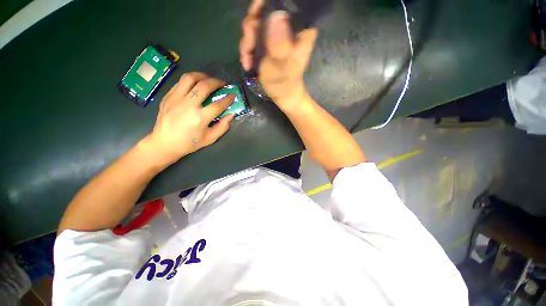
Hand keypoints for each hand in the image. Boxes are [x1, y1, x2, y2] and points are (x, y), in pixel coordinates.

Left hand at [145, 73, 234, 166]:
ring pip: (190, 78)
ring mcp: (176, 99)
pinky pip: (180, 83)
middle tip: (222, 83)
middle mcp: (188, 105)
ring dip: (202, 75)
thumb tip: (231, 114)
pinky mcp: (168, 97)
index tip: (233, 95)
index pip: (218, 104)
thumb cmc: (189, 143)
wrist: (164, 143)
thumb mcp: (210, 139)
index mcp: (200, 118)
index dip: (228, 99)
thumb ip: (223, 126)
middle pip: (204, 86)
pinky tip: (195, 85)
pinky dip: (191, 81)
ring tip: (208, 78)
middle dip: (217, 82)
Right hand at [240, 0, 317, 110]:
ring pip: (256, 23)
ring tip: (247, 59)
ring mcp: (277, 35)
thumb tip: (277, 15)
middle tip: (249, 44)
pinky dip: (247, 49)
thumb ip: (281, 46)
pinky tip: (247, 62)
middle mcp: (289, 28)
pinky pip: (253, 37)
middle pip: (265, 10)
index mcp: (300, 30)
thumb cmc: (285, 85)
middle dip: (252, 27)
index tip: (255, 17)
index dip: (266, 4)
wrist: (283, 96)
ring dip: (247, 41)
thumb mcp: (282, 68)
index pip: (286, 4)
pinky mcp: (268, 43)